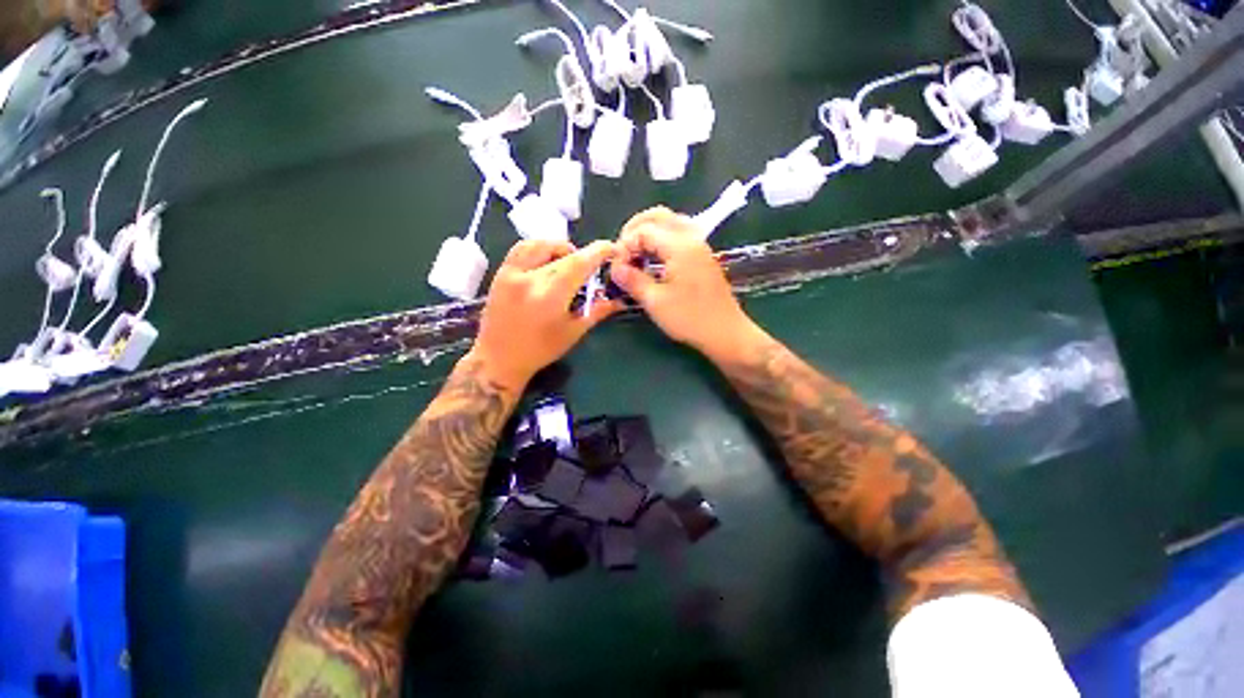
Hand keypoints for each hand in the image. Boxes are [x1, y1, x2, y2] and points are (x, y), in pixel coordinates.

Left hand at [468, 239, 620, 392]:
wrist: (499, 360)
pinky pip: (522, 249)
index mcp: (551, 296)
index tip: (612, 249)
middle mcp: (530, 278)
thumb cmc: (540, 351)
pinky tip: (546, 262)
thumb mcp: (573, 333)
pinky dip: (539, 249)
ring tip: (567, 263)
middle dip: (583, 256)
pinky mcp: (500, 273)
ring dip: (560, 248)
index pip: (579, 263)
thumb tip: (618, 300)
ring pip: (540, 244)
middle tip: (591, 268)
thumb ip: (596, 311)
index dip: (598, 252)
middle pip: (563, 254)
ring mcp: (512, 273)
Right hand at [610, 207, 758, 360]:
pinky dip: (662, 238)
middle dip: (636, 228)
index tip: (616, 267)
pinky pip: (679, 234)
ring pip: (671, 222)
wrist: (725, 332)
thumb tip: (615, 267)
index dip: (625, 245)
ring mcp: (700, 246)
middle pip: (659, 216)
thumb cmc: (690, 318)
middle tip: (623, 250)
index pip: (643, 231)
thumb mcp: (655, 302)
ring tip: (635, 253)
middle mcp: (691, 238)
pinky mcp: (703, 256)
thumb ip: (633, 280)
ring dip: (650, 231)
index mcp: (679, 246)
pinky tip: (654, 258)